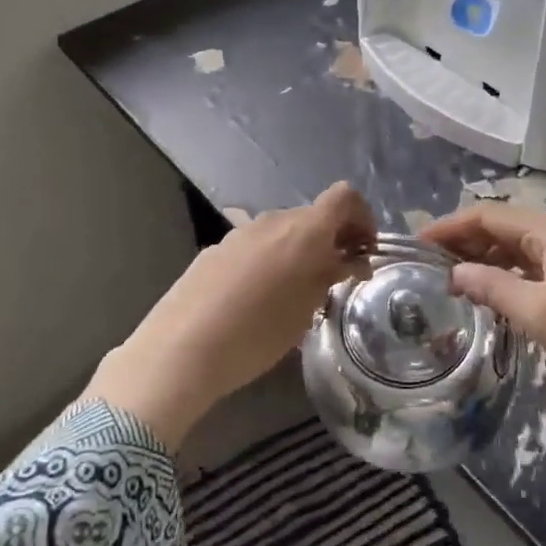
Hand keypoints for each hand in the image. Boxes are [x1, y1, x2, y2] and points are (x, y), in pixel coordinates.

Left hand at [87, 183, 376, 448]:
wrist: (181, 349)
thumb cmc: (258, 333)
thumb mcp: (307, 309)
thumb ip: (332, 275)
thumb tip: (352, 259)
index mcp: (303, 229)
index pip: (344, 196)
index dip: (362, 217)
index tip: (363, 251)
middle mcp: (272, 220)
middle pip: (313, 215)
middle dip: (331, 239)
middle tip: (335, 278)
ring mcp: (239, 232)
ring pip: (281, 231)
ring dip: (298, 251)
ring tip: (296, 293)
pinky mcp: (215, 249)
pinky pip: (254, 246)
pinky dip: (268, 261)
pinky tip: (256, 300)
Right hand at [423, 205, 545, 448]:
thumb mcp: (539, 314)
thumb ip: (492, 287)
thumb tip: (454, 274)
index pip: (488, 216)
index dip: (450, 226)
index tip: (416, 243)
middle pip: (499, 227)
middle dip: (462, 240)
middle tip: (426, 262)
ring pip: (513, 246)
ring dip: (481, 256)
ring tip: (446, 276)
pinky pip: (528, 266)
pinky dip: (502, 273)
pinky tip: (484, 289)